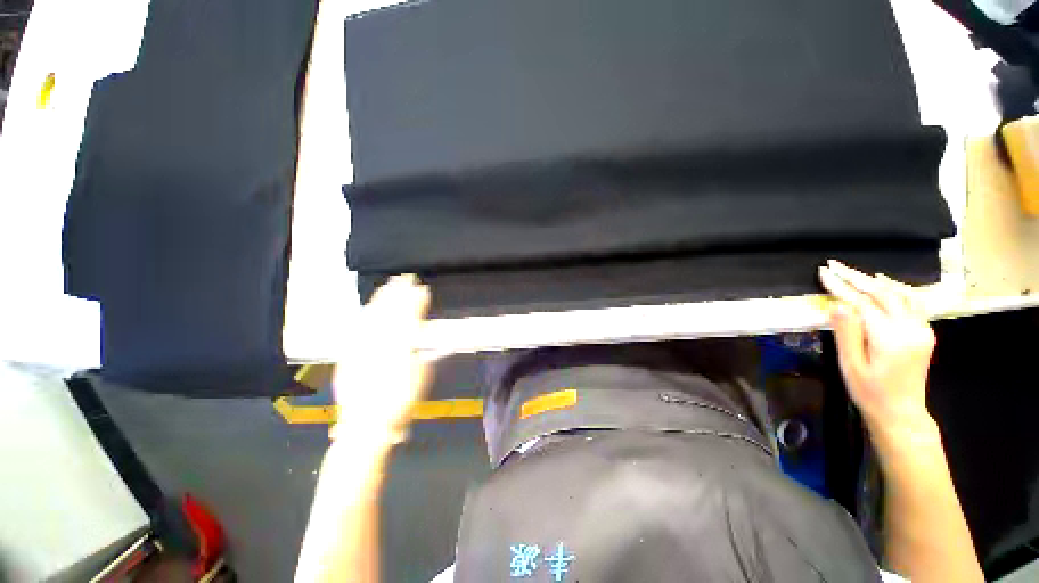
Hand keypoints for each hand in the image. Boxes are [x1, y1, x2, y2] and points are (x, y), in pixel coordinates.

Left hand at [333, 274, 433, 444]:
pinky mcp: (348, 354)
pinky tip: (369, 306)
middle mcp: (378, 343)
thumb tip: (422, 327)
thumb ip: (423, 349)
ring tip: (389, 284)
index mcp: (400, 347)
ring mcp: (361, 347)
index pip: (409, 317)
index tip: (423, 289)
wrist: (365, 424)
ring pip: (373, 316)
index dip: (416, 301)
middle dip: (399, 292)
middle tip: (406, 278)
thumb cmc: (401, 402)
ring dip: (382, 298)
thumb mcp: (420, 375)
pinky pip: (357, 327)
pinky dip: (366, 313)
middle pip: (390, 311)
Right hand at [818, 261, 935, 430]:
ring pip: (900, 294)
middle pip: (883, 293)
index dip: (841, 286)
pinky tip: (885, 284)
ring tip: (855, 273)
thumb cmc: (870, 393)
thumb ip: (846, 333)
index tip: (824, 273)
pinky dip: (895, 289)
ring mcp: (921, 329)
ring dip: (875, 281)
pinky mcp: (924, 332)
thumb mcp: (851, 366)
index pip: (862, 303)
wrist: (901, 413)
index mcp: (890, 338)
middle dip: (857, 277)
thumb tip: (838, 305)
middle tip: (835, 266)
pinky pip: (911, 302)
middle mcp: (911, 328)